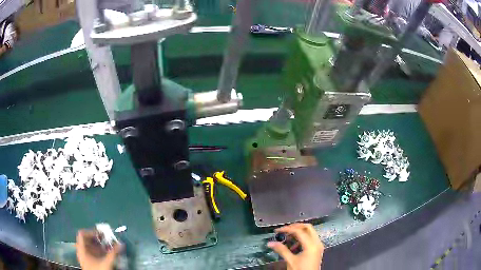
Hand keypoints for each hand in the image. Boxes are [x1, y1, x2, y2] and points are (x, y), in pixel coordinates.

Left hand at [76, 230, 121, 269]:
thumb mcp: (107, 262)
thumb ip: (113, 253)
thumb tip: (121, 244)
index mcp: (81, 249)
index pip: (82, 234)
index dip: (91, 232)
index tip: (101, 235)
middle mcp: (80, 251)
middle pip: (86, 240)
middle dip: (97, 239)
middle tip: (105, 239)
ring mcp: (83, 257)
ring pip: (88, 246)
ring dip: (98, 245)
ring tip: (106, 247)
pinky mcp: (87, 262)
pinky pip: (90, 253)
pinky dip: (97, 251)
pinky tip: (104, 255)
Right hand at [267, 223, 323, 269]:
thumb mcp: (290, 261)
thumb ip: (281, 250)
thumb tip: (270, 243)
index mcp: (311, 245)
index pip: (299, 231)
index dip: (287, 229)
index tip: (277, 231)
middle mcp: (317, 242)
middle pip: (307, 227)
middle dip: (295, 227)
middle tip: (284, 230)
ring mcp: (318, 246)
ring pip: (310, 232)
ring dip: (299, 233)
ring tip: (287, 238)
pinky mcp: (317, 249)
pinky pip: (311, 239)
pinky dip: (302, 239)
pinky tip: (294, 246)